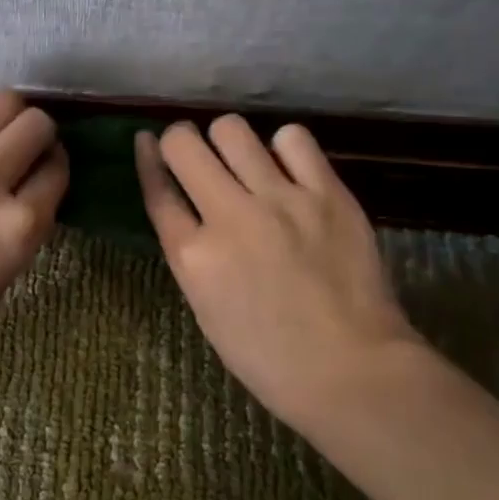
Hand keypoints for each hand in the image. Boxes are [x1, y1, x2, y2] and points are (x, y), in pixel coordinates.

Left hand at [0, 90, 67, 370]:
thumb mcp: (7, 270)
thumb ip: (27, 218)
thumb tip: (37, 172)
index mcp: (17, 227)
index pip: (57, 168)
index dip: (56, 166)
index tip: (46, 169)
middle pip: (34, 123)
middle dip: (39, 133)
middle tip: (25, 150)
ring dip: (5, 120)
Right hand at [134, 116, 420, 427]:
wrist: (351, 370)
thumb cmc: (270, 357)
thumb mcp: (207, 308)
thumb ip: (192, 253)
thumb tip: (190, 208)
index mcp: (193, 257)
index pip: (157, 188)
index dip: (147, 158)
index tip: (147, 141)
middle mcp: (229, 218)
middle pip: (184, 145)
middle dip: (181, 140)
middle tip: (194, 151)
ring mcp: (280, 200)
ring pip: (232, 130)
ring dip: (227, 140)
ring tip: (242, 158)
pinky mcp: (327, 193)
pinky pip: (292, 138)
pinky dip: (282, 147)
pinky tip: (288, 166)